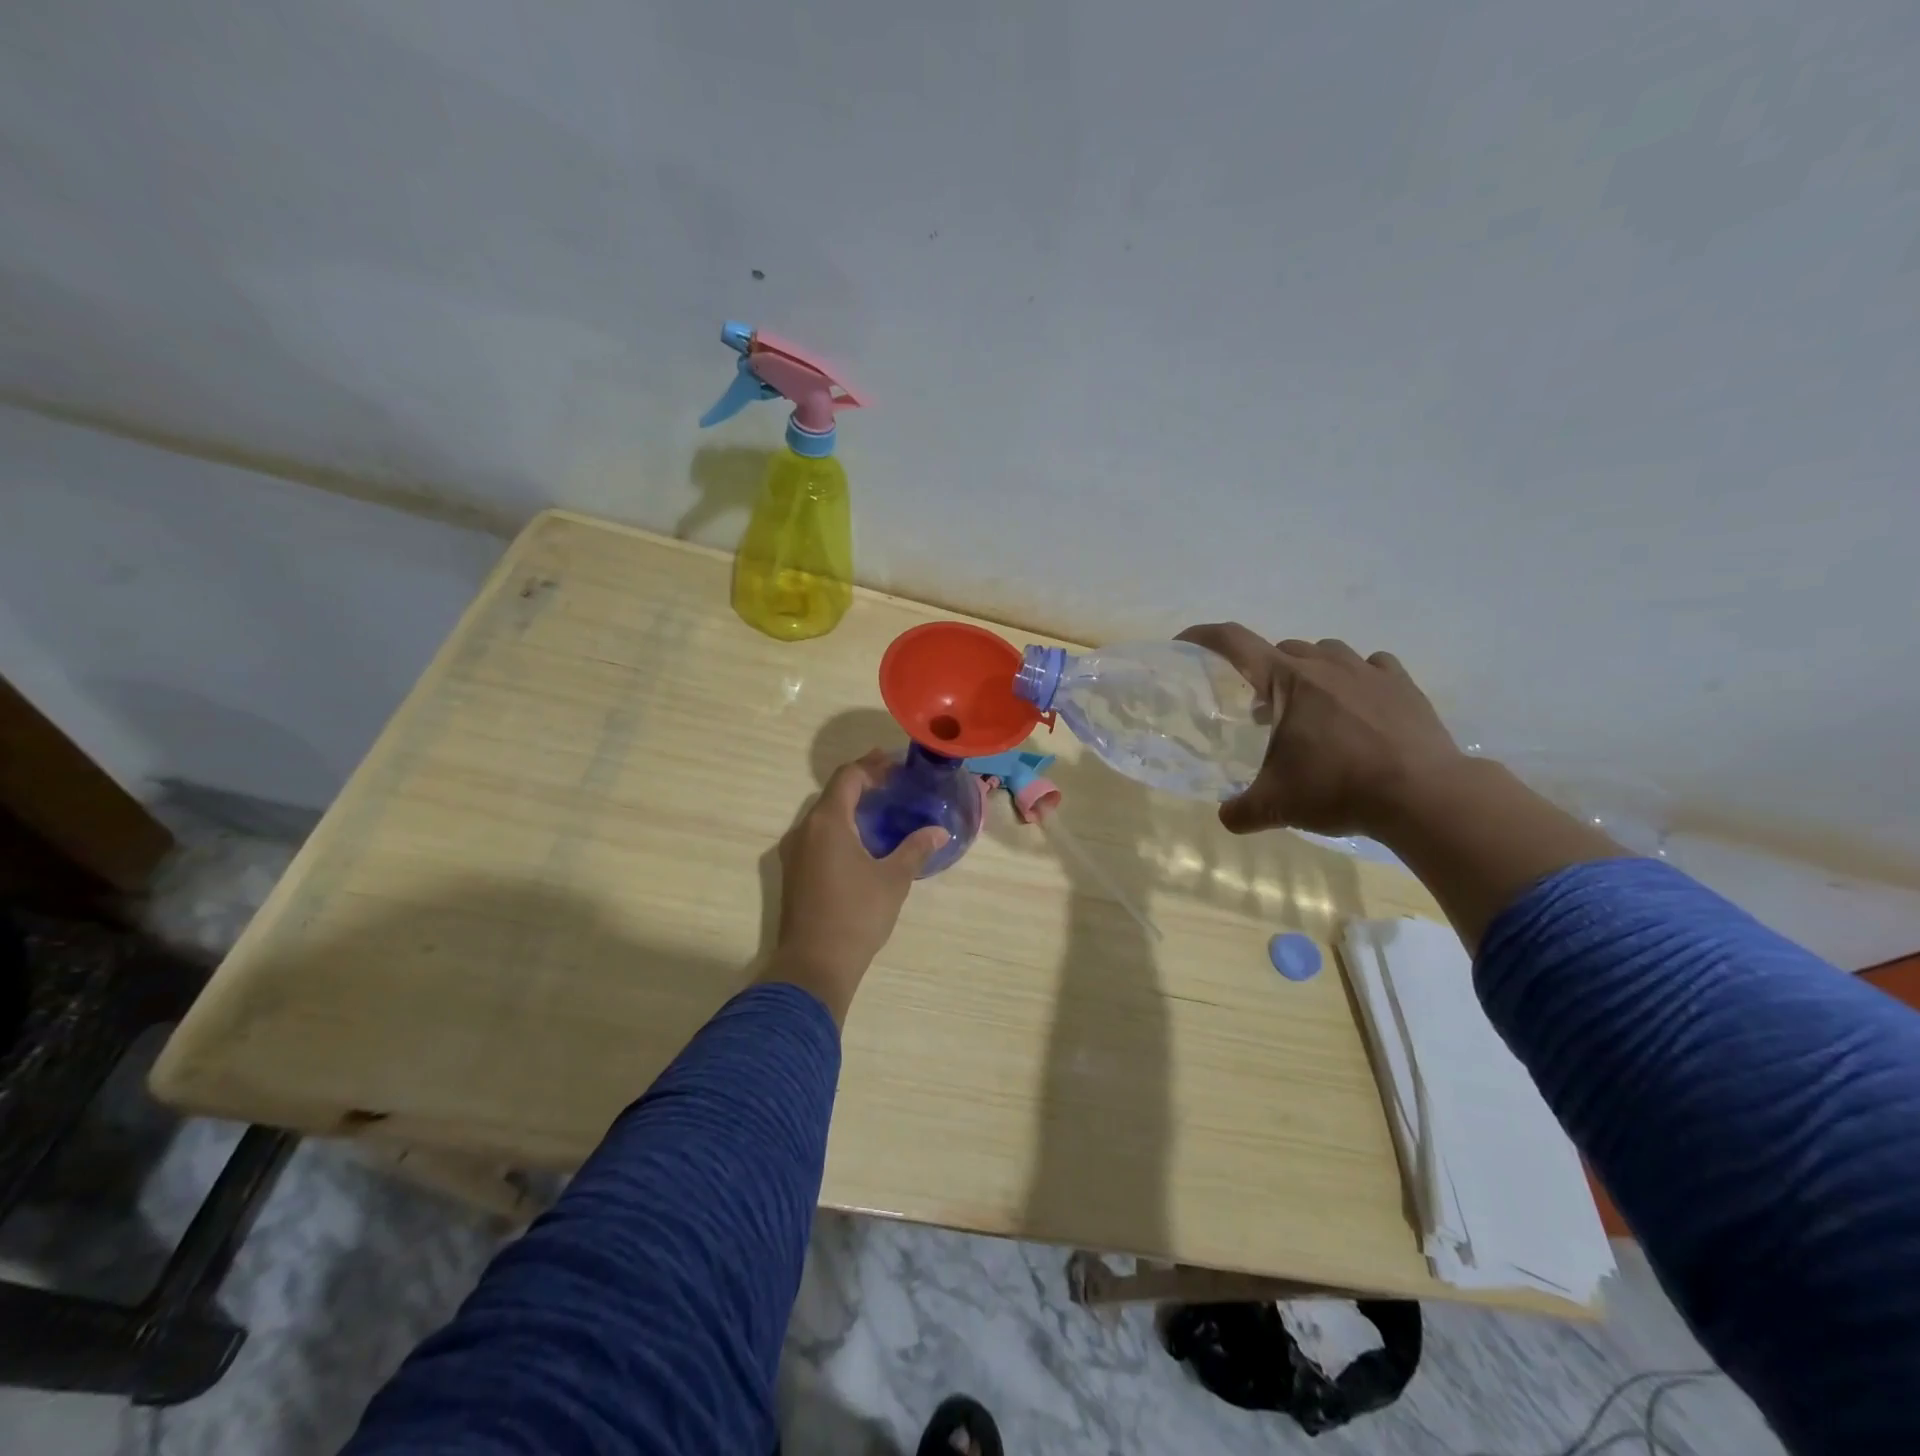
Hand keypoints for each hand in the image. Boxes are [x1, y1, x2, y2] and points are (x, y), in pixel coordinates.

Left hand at [761, 750, 948, 1023]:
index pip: (847, 777)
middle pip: (832, 794)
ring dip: (849, 807)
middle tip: (893, 783)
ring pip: (822, 816)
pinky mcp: (793, 873)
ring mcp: (793, 852)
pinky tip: (861, 841)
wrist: (813, 965)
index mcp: (827, 823)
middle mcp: (804, 830)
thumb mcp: (893, 879)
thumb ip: (915, 849)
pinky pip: (816, 836)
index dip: (871, 765)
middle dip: (862, 783)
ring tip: (881, 809)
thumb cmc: (856, 915)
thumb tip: (939, 831)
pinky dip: (839, 828)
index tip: (895, 763)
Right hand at [1176, 624, 1468, 837]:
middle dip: (1264, 673)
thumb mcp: (1276, 806)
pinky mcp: (1403, 684)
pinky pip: (1371, 666)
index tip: (1184, 643)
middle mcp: (1325, 664)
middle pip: (1281, 650)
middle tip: (1261, 711)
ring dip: (1309, 672)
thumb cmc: (1338, 788)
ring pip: (1326, 652)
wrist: (1423, 795)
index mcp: (1286, 680)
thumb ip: (1240, 810)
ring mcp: (1368, 670)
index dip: (1203, 637)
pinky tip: (1358, 705)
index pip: (1234, 642)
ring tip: (1310, 708)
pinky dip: (1356, 678)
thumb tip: (1225, 817)